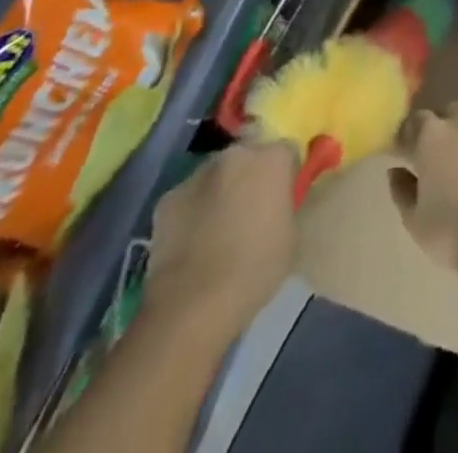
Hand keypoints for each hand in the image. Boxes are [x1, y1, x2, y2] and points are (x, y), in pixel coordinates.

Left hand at [140, 141, 298, 344]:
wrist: (193, 305)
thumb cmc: (255, 268)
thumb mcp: (291, 233)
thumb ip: (284, 204)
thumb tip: (276, 201)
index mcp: (271, 158)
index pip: (286, 151)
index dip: (285, 174)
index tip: (283, 197)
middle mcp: (235, 155)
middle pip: (248, 157)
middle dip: (250, 176)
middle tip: (250, 210)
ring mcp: (197, 174)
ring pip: (216, 175)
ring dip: (220, 190)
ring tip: (217, 229)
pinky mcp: (167, 199)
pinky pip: (188, 198)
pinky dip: (192, 211)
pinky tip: (192, 242)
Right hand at [389, 103, 457, 304]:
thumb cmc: (453, 232)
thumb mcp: (414, 220)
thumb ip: (401, 189)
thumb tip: (396, 170)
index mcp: (433, 135)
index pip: (415, 121)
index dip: (410, 137)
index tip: (407, 154)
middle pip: (448, 114)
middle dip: (442, 130)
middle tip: (440, 158)